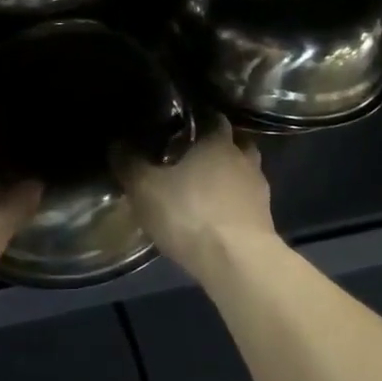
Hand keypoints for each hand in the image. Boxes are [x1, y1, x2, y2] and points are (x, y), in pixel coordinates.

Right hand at [114, 118, 274, 282]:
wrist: (238, 263)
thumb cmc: (190, 214)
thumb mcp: (145, 189)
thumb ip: (130, 164)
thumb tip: (116, 144)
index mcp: (218, 141)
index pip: (213, 118)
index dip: (199, 119)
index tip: (181, 126)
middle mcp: (244, 159)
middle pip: (236, 142)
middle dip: (218, 146)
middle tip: (193, 156)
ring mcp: (259, 191)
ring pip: (244, 173)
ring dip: (229, 177)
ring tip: (205, 189)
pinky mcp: (265, 221)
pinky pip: (247, 202)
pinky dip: (234, 204)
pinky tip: (216, 217)